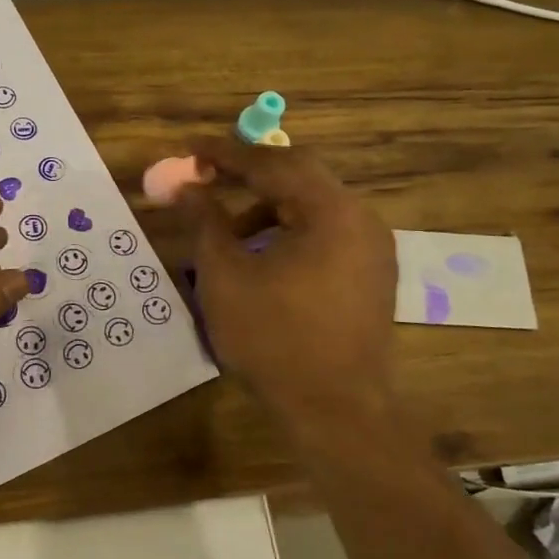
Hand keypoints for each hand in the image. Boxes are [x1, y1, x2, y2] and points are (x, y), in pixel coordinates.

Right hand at [176, 137, 401, 454]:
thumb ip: (204, 221)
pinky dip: (290, 229)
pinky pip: (326, 232)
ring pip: (313, 205)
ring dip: (268, 204)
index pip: (272, 162)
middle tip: (206, 175)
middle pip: (299, 174)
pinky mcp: (372, 274)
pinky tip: (261, 255)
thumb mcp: (225, 275)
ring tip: (227, 228)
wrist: (336, 410)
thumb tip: (186, 187)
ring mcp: (372, 247)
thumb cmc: (273, 338)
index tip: (190, 148)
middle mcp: (360, 218)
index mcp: (330, 211)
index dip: (225, 153)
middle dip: (248, 173)